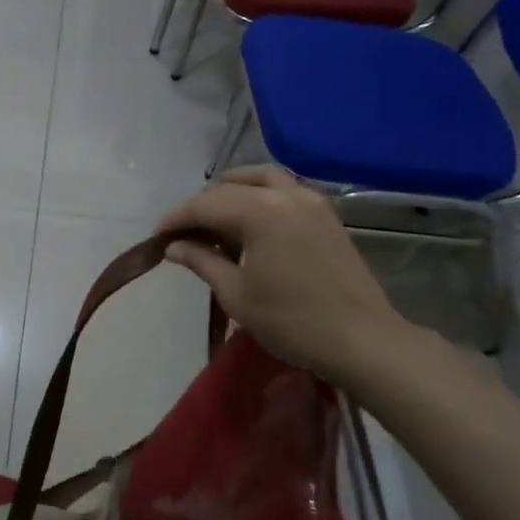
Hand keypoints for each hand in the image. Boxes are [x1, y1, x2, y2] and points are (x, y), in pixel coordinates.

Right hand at [157, 166, 414, 385]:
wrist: (361, 339)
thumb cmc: (291, 321)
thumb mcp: (236, 293)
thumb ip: (202, 261)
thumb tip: (174, 246)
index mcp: (260, 211)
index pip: (206, 204)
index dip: (177, 218)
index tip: (158, 236)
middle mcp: (286, 195)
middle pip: (232, 187)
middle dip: (203, 206)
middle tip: (183, 233)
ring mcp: (311, 202)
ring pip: (262, 179)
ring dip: (233, 191)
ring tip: (216, 219)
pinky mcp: (326, 215)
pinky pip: (285, 190)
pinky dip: (260, 196)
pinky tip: (250, 224)